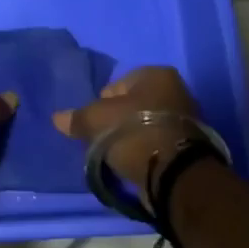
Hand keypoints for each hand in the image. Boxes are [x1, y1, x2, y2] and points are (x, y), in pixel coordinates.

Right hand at [52, 65, 202, 197]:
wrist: (175, 173)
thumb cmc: (134, 133)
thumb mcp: (97, 122)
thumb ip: (78, 118)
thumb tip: (57, 118)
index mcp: (157, 74)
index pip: (116, 85)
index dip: (101, 105)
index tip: (96, 124)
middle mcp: (177, 89)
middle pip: (133, 104)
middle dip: (118, 120)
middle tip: (104, 140)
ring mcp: (187, 117)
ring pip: (146, 124)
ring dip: (132, 137)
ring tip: (119, 155)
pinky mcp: (190, 144)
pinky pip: (157, 141)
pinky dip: (146, 149)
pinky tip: (135, 162)